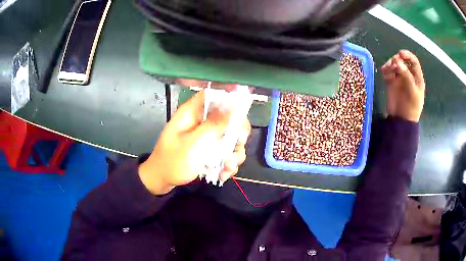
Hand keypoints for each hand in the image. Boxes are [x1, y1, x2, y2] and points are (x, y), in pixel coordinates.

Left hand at [138, 91, 250, 194]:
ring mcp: (206, 137)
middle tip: (236, 148)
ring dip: (234, 154)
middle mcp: (201, 122)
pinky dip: (228, 163)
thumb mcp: (193, 144)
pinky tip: (223, 174)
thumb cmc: (173, 161)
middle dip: (237, 135)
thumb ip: (214, 125)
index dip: (230, 101)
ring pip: (230, 138)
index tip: (240, 117)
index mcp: (192, 113)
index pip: (213, 96)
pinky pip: (225, 152)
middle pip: (228, 118)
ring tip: (228, 167)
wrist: (162, 180)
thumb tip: (233, 107)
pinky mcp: (209, 150)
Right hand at [381, 50, 424, 122]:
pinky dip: (385, 70)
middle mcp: (408, 75)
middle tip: (393, 65)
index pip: (413, 61)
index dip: (407, 55)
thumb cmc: (411, 108)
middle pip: (402, 61)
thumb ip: (406, 76)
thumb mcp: (412, 92)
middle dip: (397, 60)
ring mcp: (399, 78)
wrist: (401, 121)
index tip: (400, 54)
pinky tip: (384, 74)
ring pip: (394, 65)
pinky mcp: (391, 82)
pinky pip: (387, 72)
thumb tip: (397, 61)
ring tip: (386, 70)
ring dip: (389, 64)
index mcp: (416, 77)